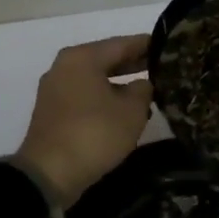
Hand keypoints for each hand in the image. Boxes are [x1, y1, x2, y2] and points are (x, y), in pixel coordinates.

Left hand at [15, 35, 153, 207]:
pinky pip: (85, 96)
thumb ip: (144, 90)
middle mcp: (64, 67)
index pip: (122, 44)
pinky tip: (125, 110)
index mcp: (82, 58)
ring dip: (120, 84)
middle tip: (163, 68)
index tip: (169, 47)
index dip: (148, 45)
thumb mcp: (132, 111)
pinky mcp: (53, 112)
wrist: (50, 173)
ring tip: (149, 91)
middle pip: (106, 59)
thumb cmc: (94, 133)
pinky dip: (105, 98)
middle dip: (134, 64)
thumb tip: (143, 84)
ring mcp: (55, 90)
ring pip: (96, 79)